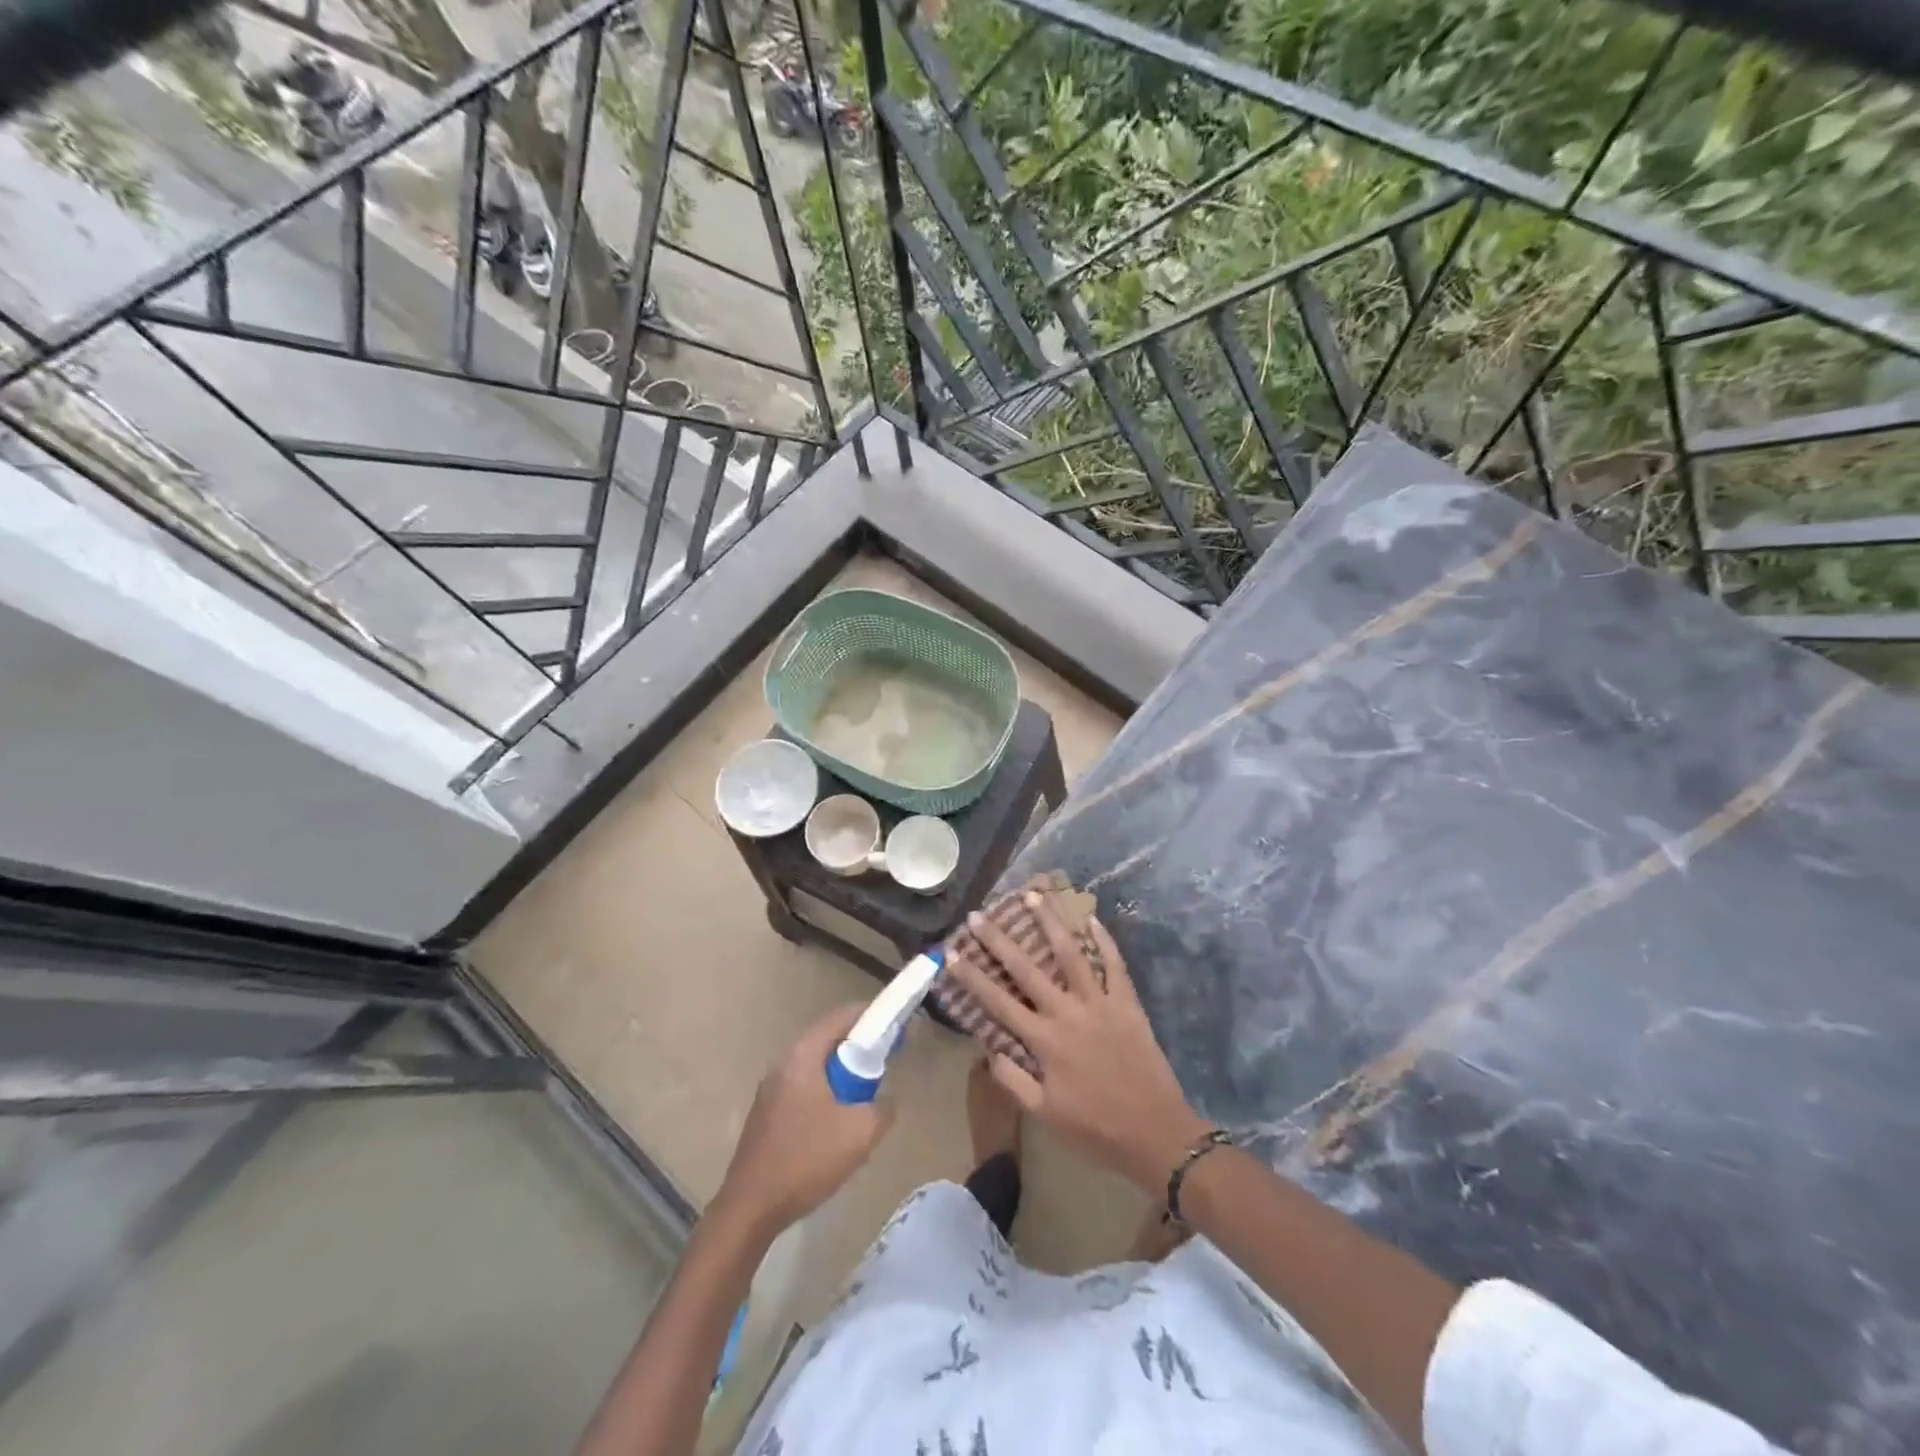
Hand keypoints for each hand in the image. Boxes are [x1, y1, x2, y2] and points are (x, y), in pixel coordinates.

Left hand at [712, 1004, 894, 1238]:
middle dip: (858, 1048)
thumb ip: (883, 1108)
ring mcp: (770, 1089)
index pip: (841, 1017)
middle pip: (828, 1040)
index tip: (895, 1026)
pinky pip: (804, 1087)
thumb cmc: (806, 1160)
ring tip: (865, 1098)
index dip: (871, 1015)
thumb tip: (886, 1100)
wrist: (750, 1209)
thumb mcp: (860, 1133)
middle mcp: (783, 1063)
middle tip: (885, 1064)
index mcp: (803, 1056)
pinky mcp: (766, 1113)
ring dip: (842, 1075)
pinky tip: (837, 1124)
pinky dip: (826, 1092)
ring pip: (816, 1066)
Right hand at [948, 894, 1210, 1195]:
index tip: (951, 952)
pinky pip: (1114, 964)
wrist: (1155, 1133)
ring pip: (1071, 953)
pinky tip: (1091, 917)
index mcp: (1044, 1040)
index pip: (998, 1002)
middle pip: (1027, 968)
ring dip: (1049, 922)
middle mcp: (1068, 1012)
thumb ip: (1013, 1080)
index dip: (971, 976)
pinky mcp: (1127, 1003)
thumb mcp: (1044, 1114)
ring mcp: (1100, 1002)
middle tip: (979, 915)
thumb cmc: (1095, 1128)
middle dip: (999, 940)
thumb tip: (989, 1048)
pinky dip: (1104, 939)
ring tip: (1033, 895)